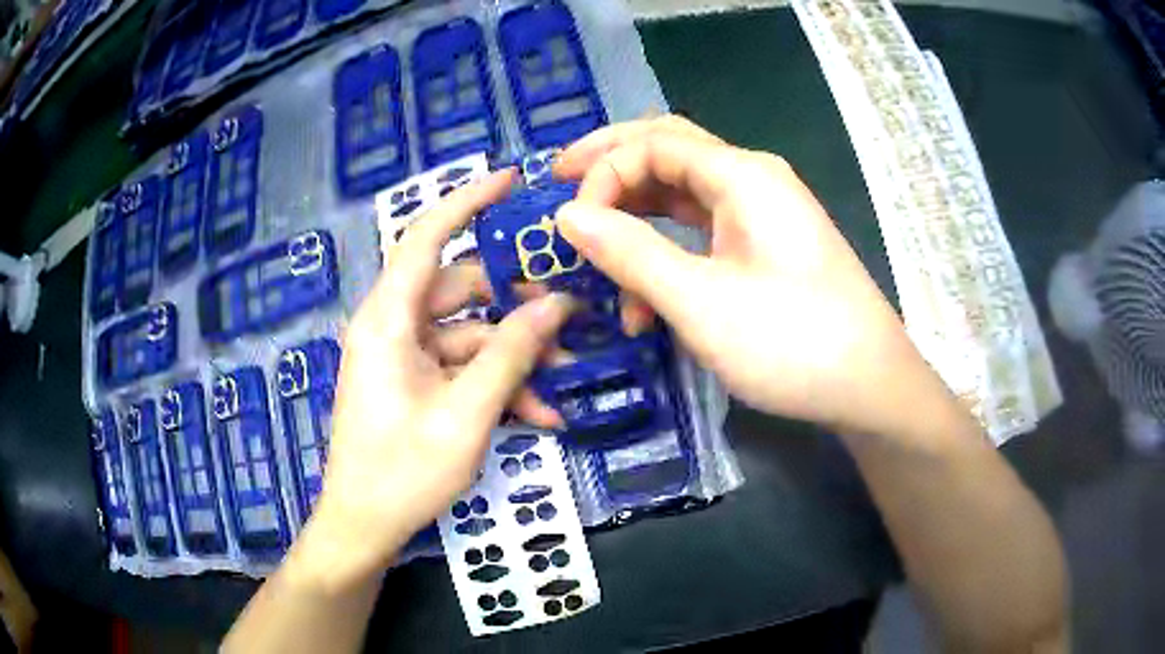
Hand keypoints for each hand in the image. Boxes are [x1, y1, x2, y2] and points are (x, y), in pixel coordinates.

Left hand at [305, 170, 572, 579]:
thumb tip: (557, 306)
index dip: (467, 201)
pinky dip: (497, 384)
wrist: (363, 526)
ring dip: (515, 355)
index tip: (510, 180)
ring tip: (566, 379)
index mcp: (388, 320)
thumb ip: (510, 356)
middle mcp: (393, 326)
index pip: (426, 237)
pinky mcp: (414, 382)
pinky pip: (462, 368)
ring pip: (470, 334)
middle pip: (462, 290)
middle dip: (517, 305)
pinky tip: (540, 415)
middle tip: (572, 312)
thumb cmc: (402, 472)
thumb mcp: (466, 415)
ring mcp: (404, 356)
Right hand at [554, 116, 940, 438]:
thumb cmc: (793, 343)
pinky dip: (667, 251)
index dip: (602, 174)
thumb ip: (630, 253)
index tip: (570, 226)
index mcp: (742, 174)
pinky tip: (647, 298)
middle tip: (560, 186)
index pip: (652, 144)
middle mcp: (752, 179)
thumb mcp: (701, 301)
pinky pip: (703, 229)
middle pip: (668, 150)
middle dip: (610, 167)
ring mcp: (762, 212)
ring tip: (599, 259)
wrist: (870, 386)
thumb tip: (566, 216)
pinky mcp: (765, 246)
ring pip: (683, 193)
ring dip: (637, 218)